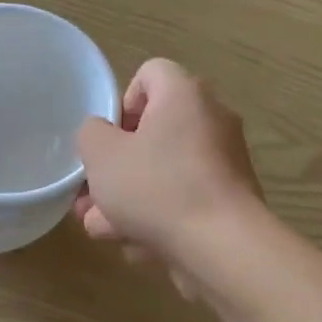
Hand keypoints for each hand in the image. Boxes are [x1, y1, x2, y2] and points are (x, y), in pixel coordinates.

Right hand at [74, 59, 263, 293]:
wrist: (222, 246)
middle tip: (91, 196)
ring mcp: (225, 163)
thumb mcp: (102, 155)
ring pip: (165, 174)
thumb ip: (91, 134)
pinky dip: (162, 219)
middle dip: (117, 168)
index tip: (109, 140)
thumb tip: (104, 135)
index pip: (150, 74)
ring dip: (130, 201)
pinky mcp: (230, 201)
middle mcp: (212, 120)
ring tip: (104, 230)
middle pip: (154, 133)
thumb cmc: (157, 187)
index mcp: (185, 94)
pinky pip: (186, 201)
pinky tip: (139, 247)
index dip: (122, 103)